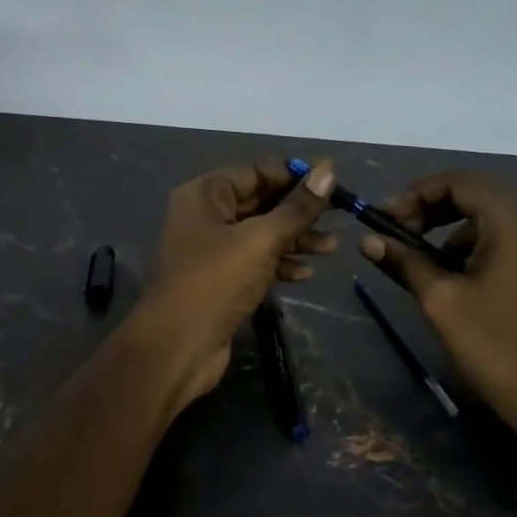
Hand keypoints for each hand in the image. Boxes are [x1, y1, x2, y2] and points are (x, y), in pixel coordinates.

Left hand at [130, 159, 337, 408]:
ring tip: (332, 248)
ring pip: (260, 235)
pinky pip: (255, 262)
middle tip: (338, 217)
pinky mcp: (220, 281)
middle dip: (298, 211)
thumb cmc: (215, 281)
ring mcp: (211, 251)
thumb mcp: (261, 239)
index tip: (331, 183)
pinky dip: (280, 264)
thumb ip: (297, 208)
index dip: (293, 176)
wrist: (177, 346)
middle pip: (260, 203)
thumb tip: (328, 171)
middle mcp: (205, 217)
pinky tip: (306, 274)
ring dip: (295, 239)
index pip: (255, 172)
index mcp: (205, 194)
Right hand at [360, 172, 516, 424]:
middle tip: (396, 234)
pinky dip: (468, 245)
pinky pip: (500, 238)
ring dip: (446, 228)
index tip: (385, 220)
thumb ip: (404, 261)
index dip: (416, 194)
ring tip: (416, 257)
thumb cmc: (492, 342)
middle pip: (473, 194)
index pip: (457, 182)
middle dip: (429, 208)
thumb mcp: (439, 299)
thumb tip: (367, 240)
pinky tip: (449, 276)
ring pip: (485, 217)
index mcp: (510, 221)